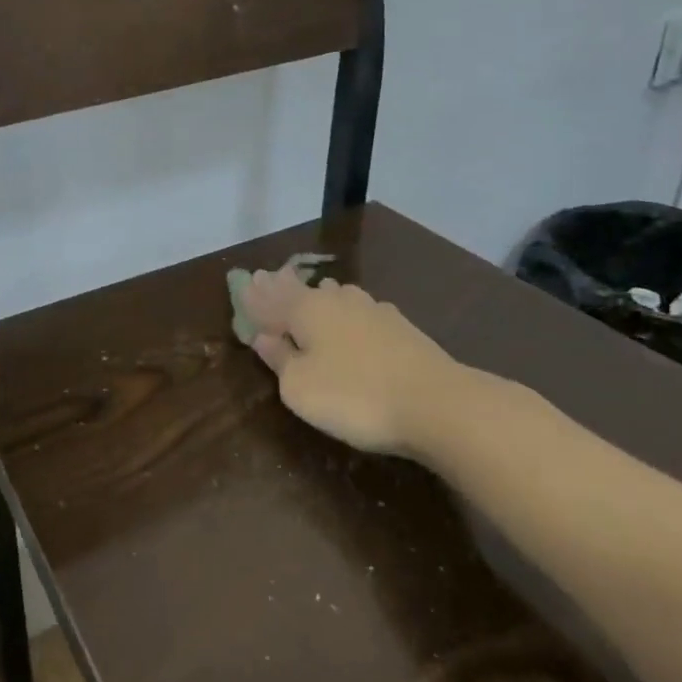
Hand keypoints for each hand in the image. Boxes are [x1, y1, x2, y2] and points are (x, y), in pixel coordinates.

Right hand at [240, 269, 495, 459]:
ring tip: (310, 293)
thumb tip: (263, 337)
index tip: (244, 283)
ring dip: (318, 295)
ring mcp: (373, 311)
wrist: (437, 403)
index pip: (272, 299)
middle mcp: (337, 301)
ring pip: (336, 296)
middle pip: (304, 291)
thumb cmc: (355, 396)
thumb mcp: (301, 387)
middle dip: (284, 287)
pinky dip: (346, 312)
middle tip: (269, 278)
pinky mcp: (401, 328)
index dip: (256, 295)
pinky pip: (360, 311)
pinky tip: (353, 315)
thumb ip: (279, 360)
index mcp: (306, 311)